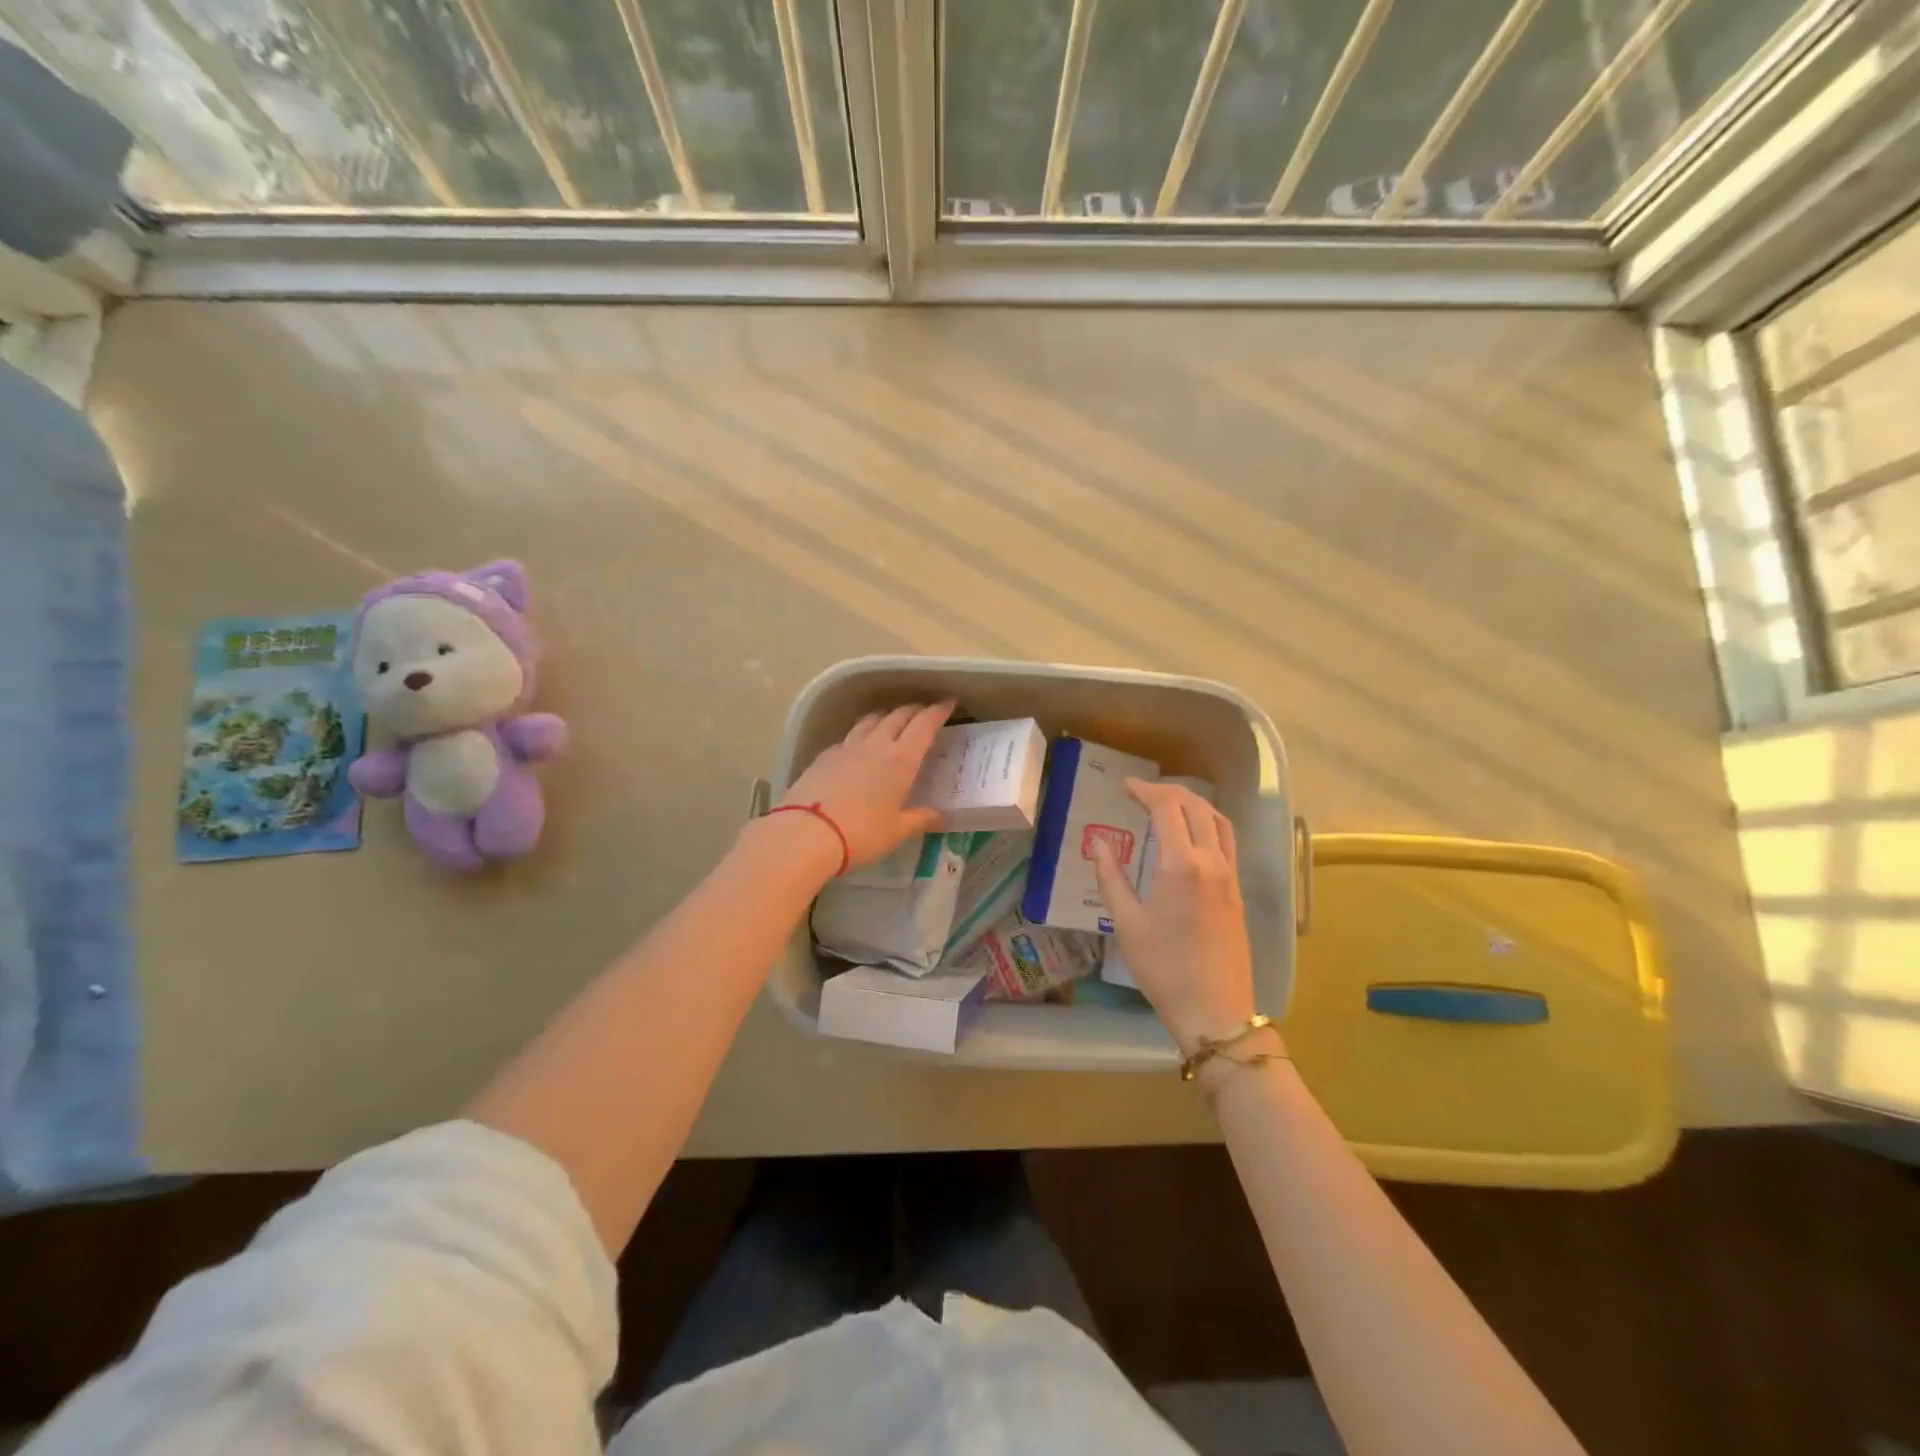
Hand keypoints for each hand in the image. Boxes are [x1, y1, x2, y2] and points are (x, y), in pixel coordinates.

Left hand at [779, 701, 954, 869]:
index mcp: (901, 760)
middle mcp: (876, 745)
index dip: (938, 711)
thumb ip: (920, 819)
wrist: (805, 834)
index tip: (948, 703)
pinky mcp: (824, 755)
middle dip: (914, 710)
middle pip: (898, 716)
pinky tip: (859, 747)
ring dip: (886, 717)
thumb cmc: (861, 834)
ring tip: (892, 722)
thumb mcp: (896, 831)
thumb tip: (942, 817)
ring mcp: (847, 747)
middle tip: (924, 713)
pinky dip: (861, 735)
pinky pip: (849, 737)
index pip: (924, 724)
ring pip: (871, 720)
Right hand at [1092, 779, 1263, 1054]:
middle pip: (1196, 806)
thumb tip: (1098, 845)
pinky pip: (1226, 841)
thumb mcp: (1127, 923)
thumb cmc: (1164, 968)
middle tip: (1141, 793)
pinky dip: (1208, 823)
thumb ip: (1111, 878)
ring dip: (1193, 803)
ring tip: (1168, 805)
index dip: (1145, 791)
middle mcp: (1211, 861)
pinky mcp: (1237, 890)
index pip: (1167, 808)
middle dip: (1168, 792)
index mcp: (1182, 864)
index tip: (1125, 787)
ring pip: (1218, 820)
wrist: (1215, 1010)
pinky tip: (1190, 836)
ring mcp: (1230, 875)